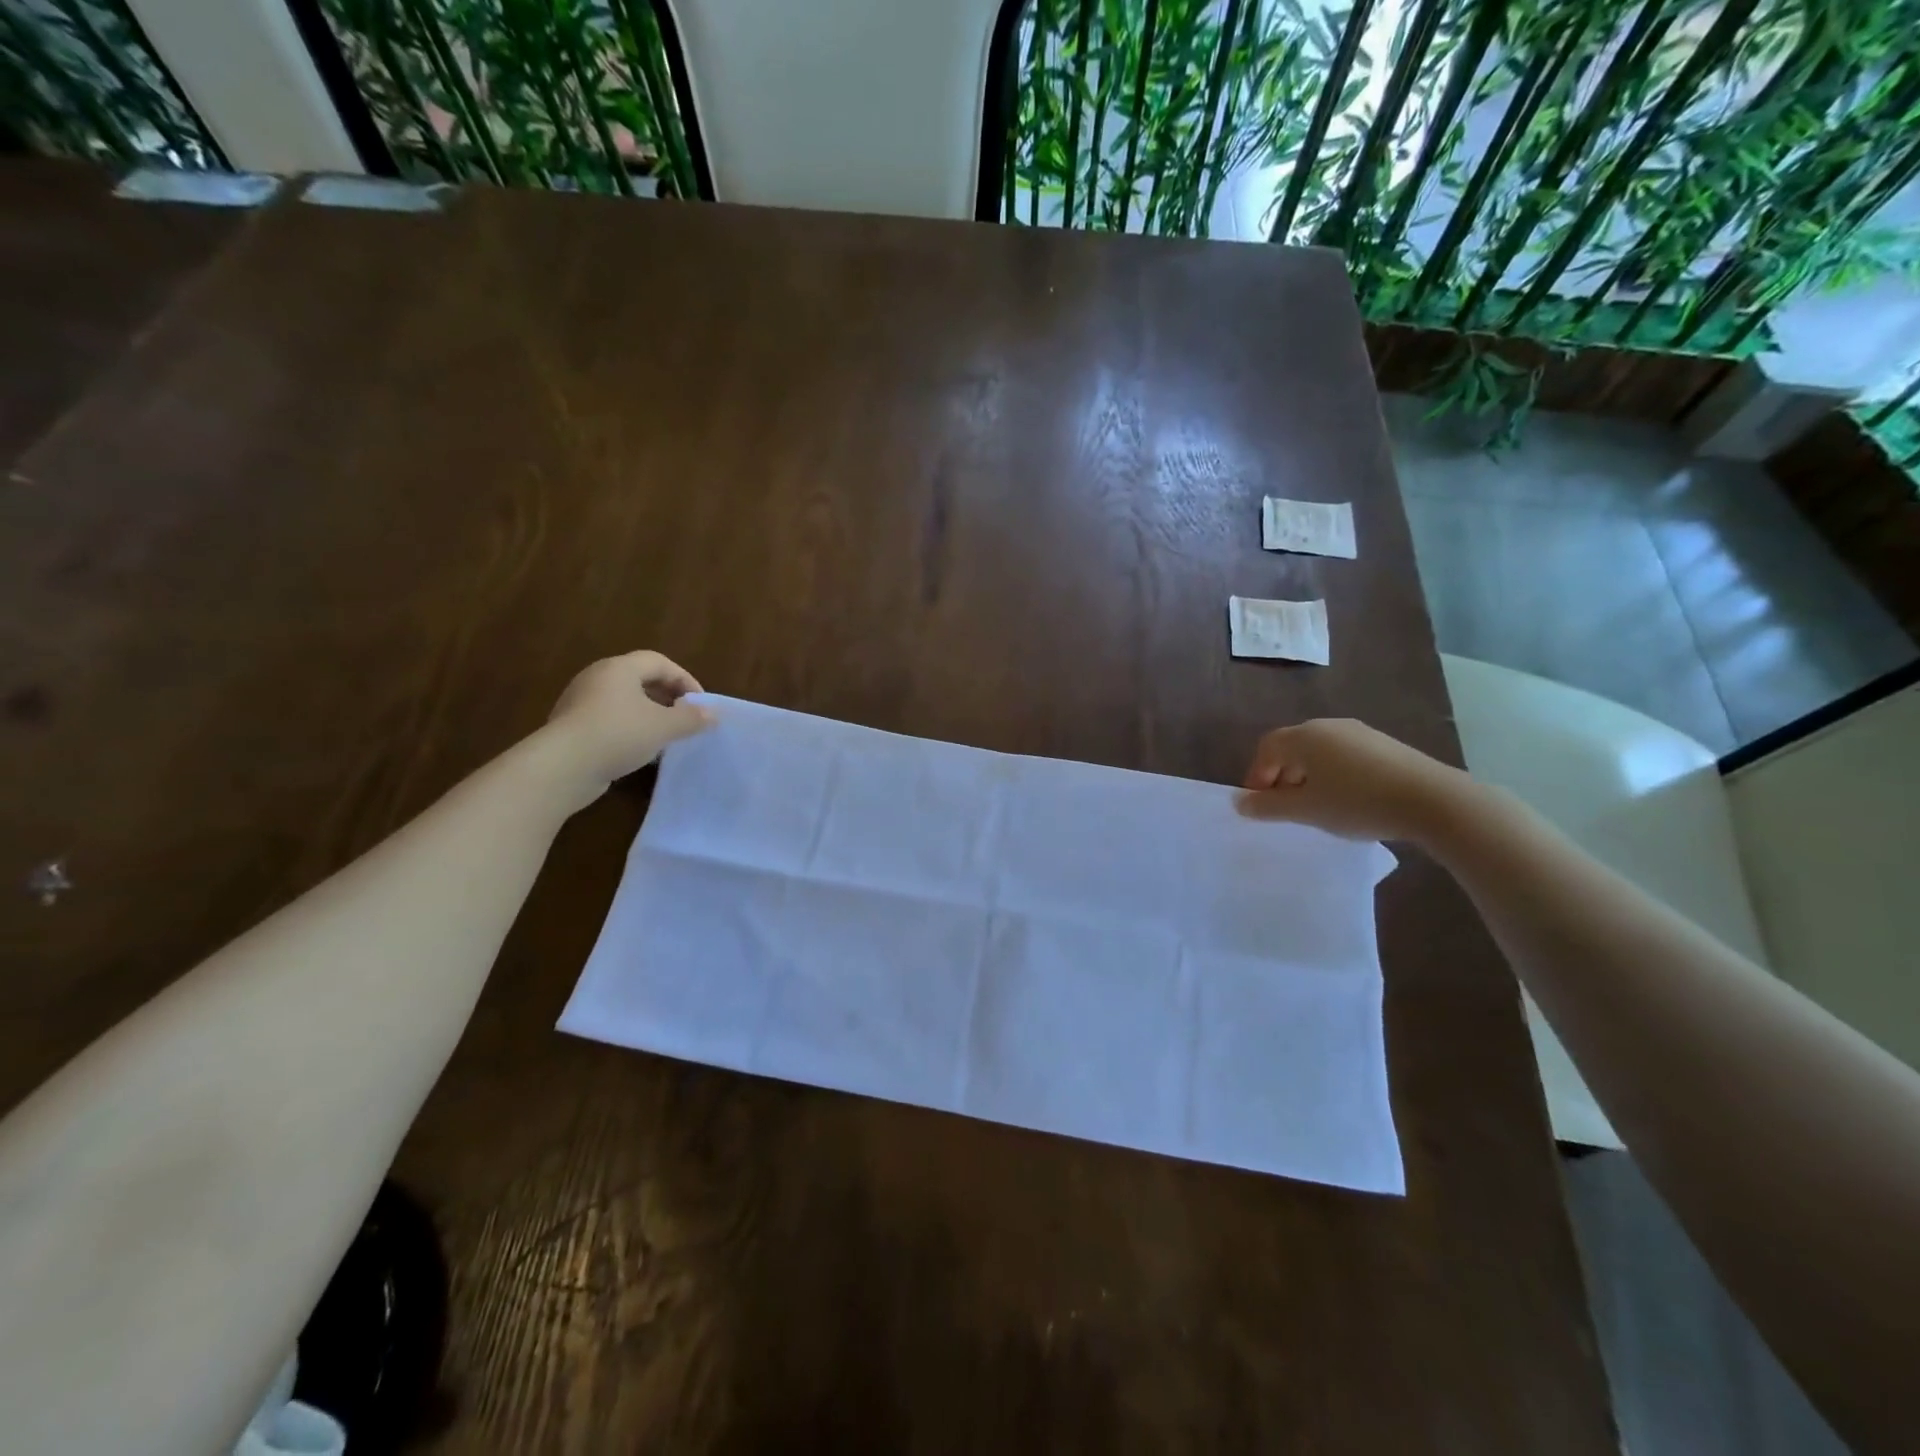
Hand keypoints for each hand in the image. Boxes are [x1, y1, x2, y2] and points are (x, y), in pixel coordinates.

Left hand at [544, 650, 714, 800]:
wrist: (562, 767)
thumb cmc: (618, 734)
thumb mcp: (664, 727)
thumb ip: (691, 718)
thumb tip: (712, 714)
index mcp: (619, 668)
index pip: (659, 662)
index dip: (684, 679)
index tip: (700, 703)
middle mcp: (597, 678)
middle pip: (640, 679)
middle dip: (667, 696)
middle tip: (685, 717)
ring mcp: (580, 702)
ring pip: (624, 701)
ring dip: (649, 714)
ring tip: (666, 735)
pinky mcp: (572, 727)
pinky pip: (609, 719)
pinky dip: (629, 728)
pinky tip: (640, 750)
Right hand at [1236, 719, 1475, 843]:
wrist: (1432, 800)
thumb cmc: (1356, 802)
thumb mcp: (1306, 810)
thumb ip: (1268, 807)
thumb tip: (1239, 802)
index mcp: (1304, 736)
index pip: (1267, 748)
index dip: (1257, 775)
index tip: (1260, 804)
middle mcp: (1328, 726)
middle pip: (1293, 747)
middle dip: (1282, 776)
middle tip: (1286, 807)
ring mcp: (1360, 733)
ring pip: (1320, 752)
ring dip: (1309, 777)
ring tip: (1318, 806)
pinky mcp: (1385, 745)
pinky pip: (1346, 756)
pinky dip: (1336, 775)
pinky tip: (1349, 800)